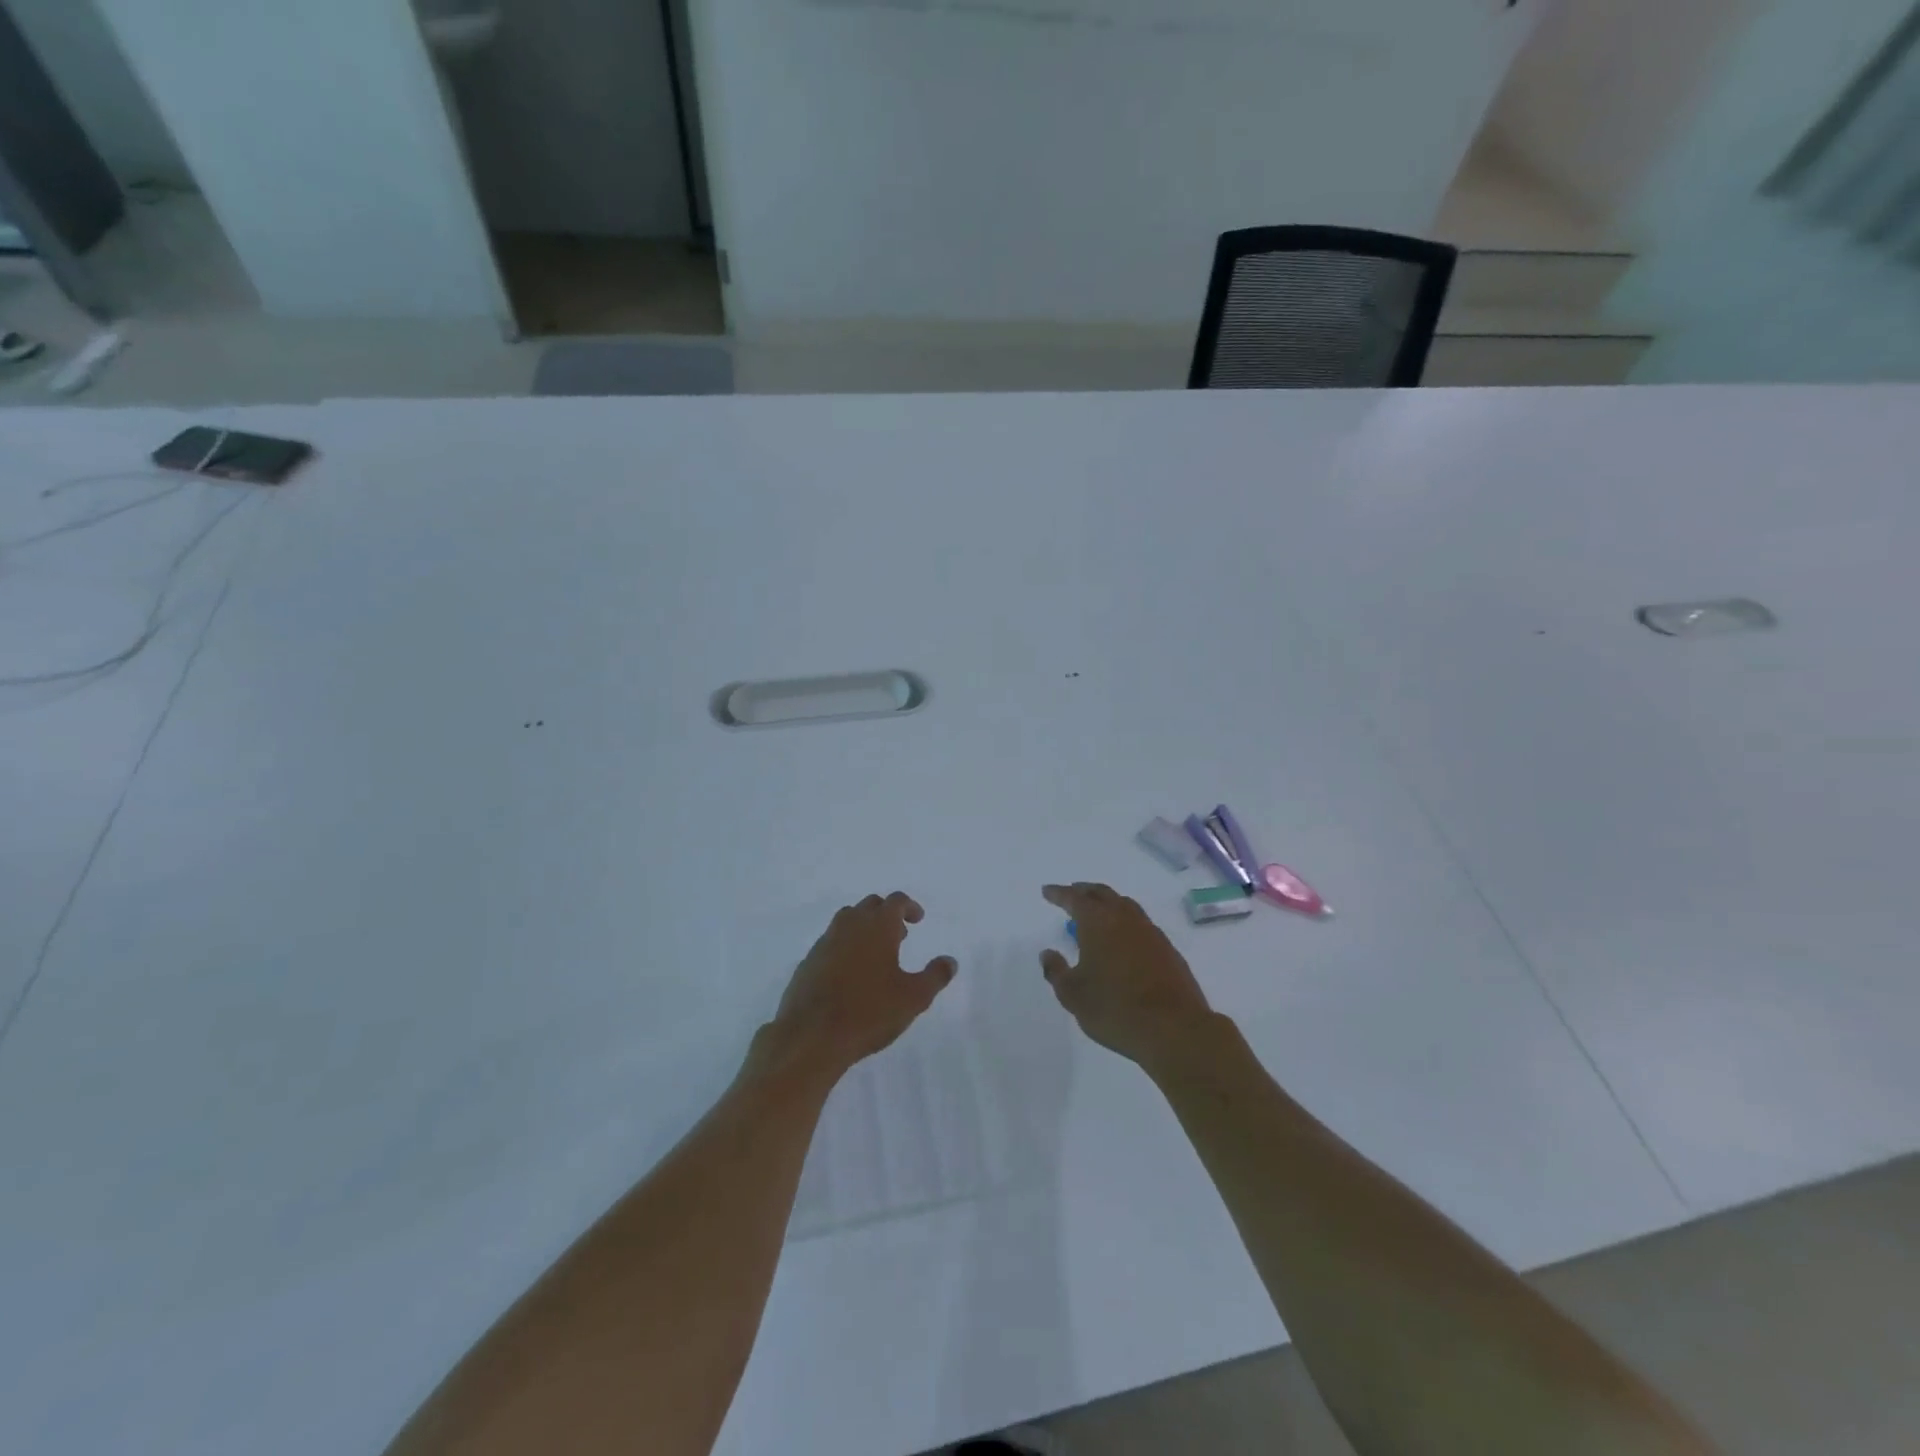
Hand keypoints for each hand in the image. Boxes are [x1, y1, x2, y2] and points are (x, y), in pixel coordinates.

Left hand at [764, 892, 956, 1077]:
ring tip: (876, 954)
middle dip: (887, 914)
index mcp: (877, 926)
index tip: (918, 920)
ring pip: (847, 920)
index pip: (895, 901)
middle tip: (900, 935)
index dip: (909, 907)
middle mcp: (850, 925)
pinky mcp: (808, 962)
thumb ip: (935, 976)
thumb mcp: (914, 998)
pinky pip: (830, 942)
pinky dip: (844, 947)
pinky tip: (850, 974)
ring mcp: (825, 942)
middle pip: (870, 905)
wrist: (811, 1036)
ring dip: (864, 928)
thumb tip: (950, 961)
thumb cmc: (869, 1012)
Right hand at [1040, 883, 1214, 1067]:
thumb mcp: (1073, 995)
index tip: (1047, 891)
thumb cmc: (1115, 1009)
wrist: (1174, 1028)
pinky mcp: (1167, 949)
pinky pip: (1141, 923)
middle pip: (1102, 893)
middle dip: (1084, 891)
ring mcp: (1150, 931)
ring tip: (1097, 912)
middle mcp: (1124, 918)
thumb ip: (1056, 971)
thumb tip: (1048, 953)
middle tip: (1071, 893)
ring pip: (1124, 905)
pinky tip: (1122, 938)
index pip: (1074, 898)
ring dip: (1107, 903)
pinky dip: (1125, 921)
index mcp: (1097, 922)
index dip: (1059, 893)